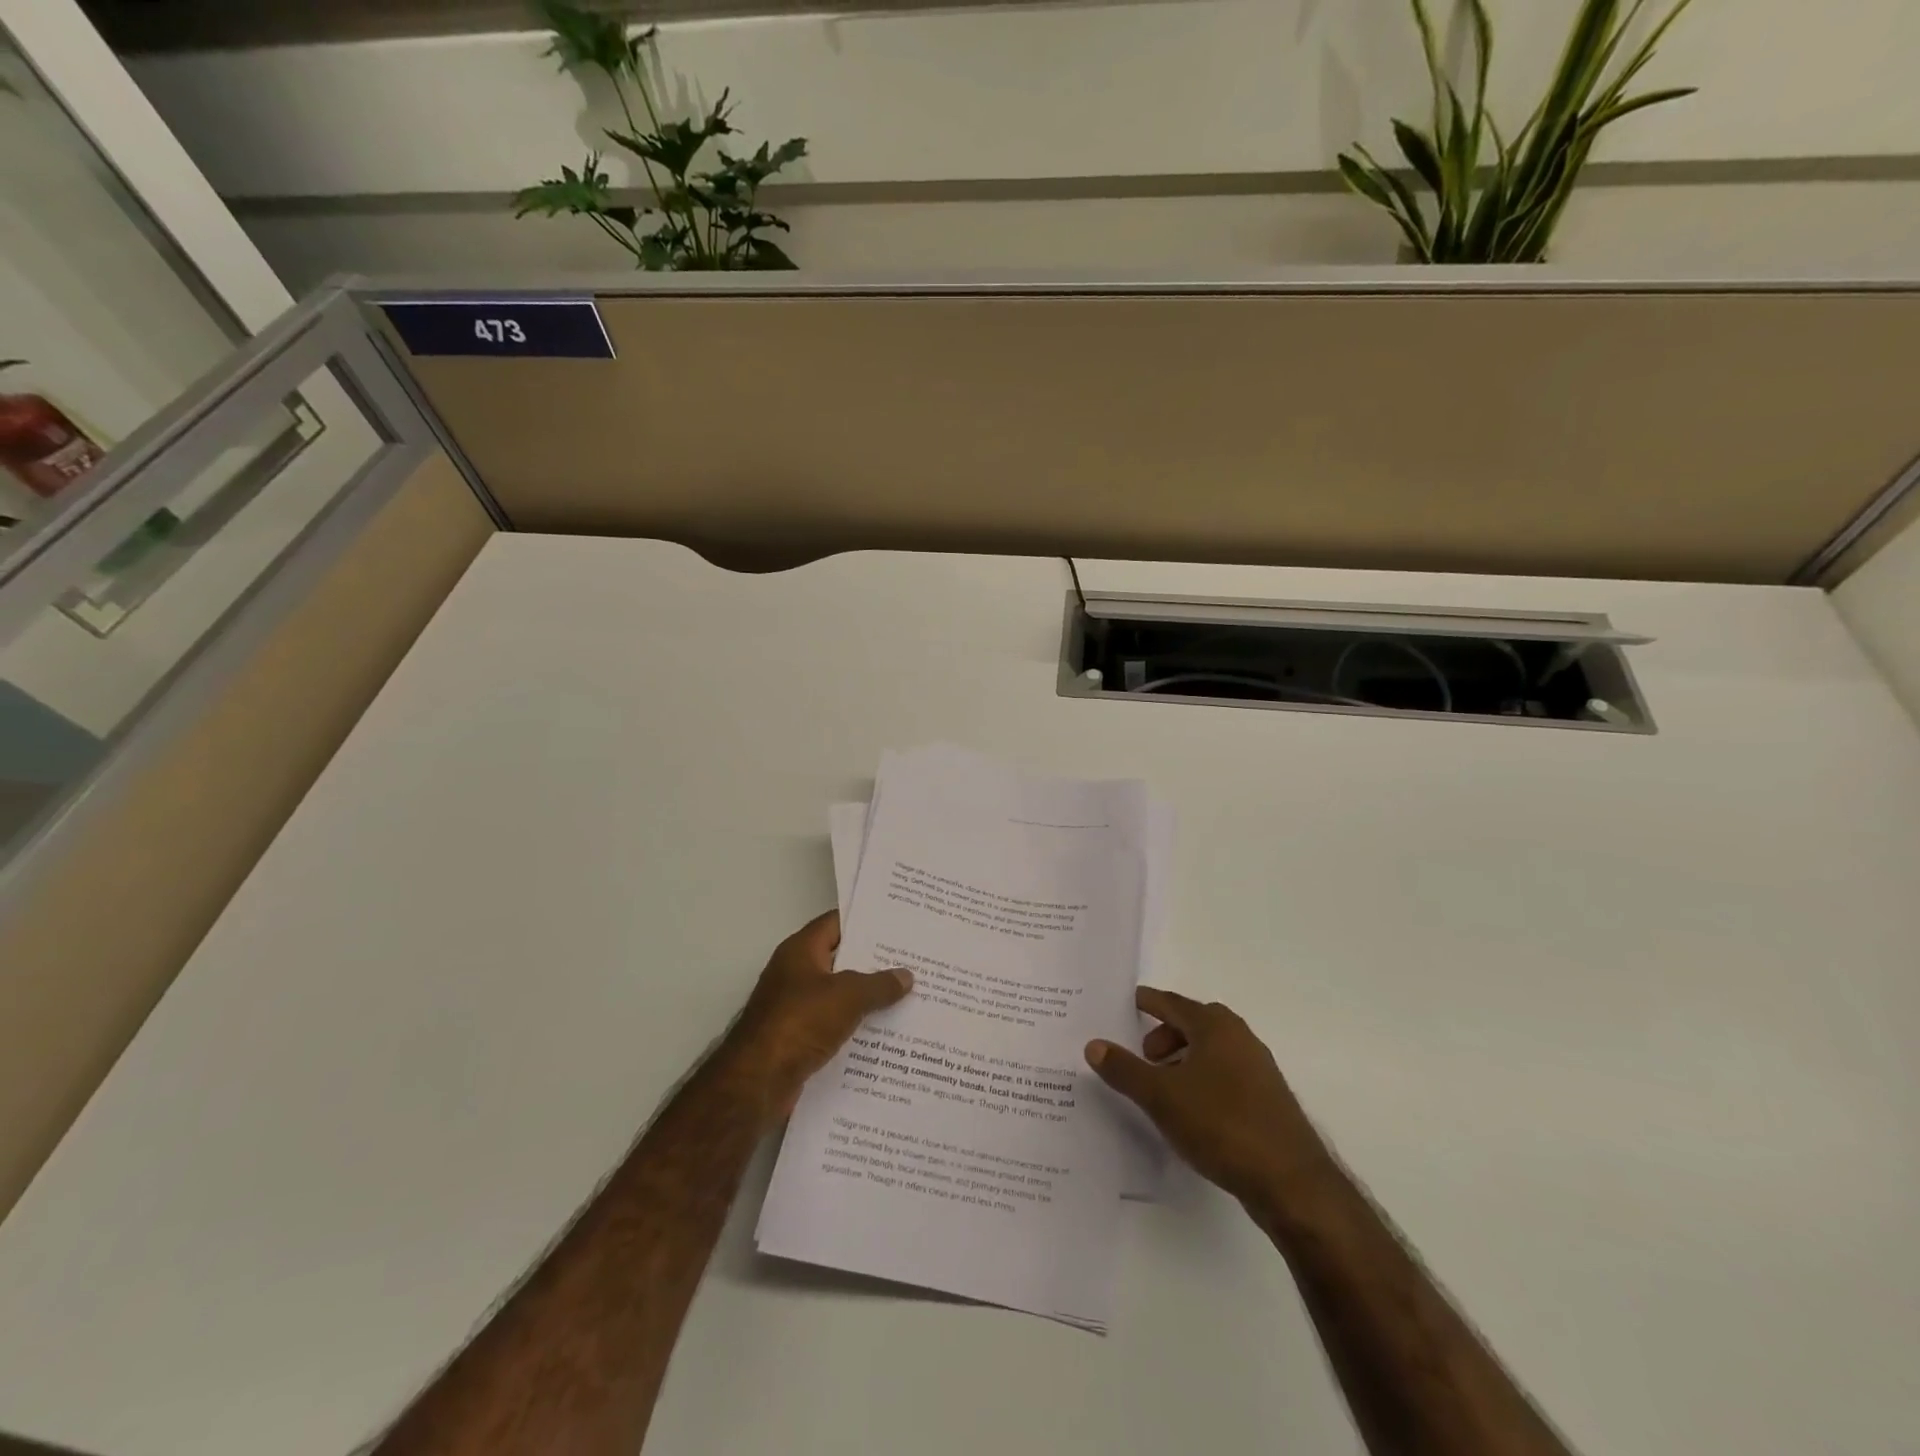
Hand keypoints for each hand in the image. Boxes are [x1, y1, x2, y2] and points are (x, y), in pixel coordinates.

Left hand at [730, 911, 911, 1116]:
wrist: (758, 1081)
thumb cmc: (801, 1022)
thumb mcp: (848, 996)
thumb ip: (879, 984)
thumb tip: (906, 976)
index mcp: (801, 950)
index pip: (836, 923)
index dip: (865, 921)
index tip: (897, 923)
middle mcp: (795, 973)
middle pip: (840, 959)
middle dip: (873, 962)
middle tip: (911, 960)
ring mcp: (794, 1007)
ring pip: (838, 995)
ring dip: (866, 998)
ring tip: (907, 996)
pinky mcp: (797, 1039)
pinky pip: (833, 1025)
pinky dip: (854, 1027)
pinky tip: (884, 1032)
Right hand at [1086, 987, 1329, 1204]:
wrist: (1292, 1182)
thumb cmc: (1221, 1124)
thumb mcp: (1161, 1097)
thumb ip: (1125, 1070)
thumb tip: (1094, 1045)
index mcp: (1215, 1026)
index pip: (1172, 1003)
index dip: (1148, 1002)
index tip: (1129, 1002)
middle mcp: (1240, 1038)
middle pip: (1194, 1024)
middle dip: (1165, 1035)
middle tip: (1142, 1056)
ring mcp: (1259, 1069)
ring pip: (1212, 1051)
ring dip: (1184, 1060)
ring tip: (1163, 1088)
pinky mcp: (1268, 1100)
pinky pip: (1226, 1075)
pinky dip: (1203, 1080)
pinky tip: (1192, 1112)